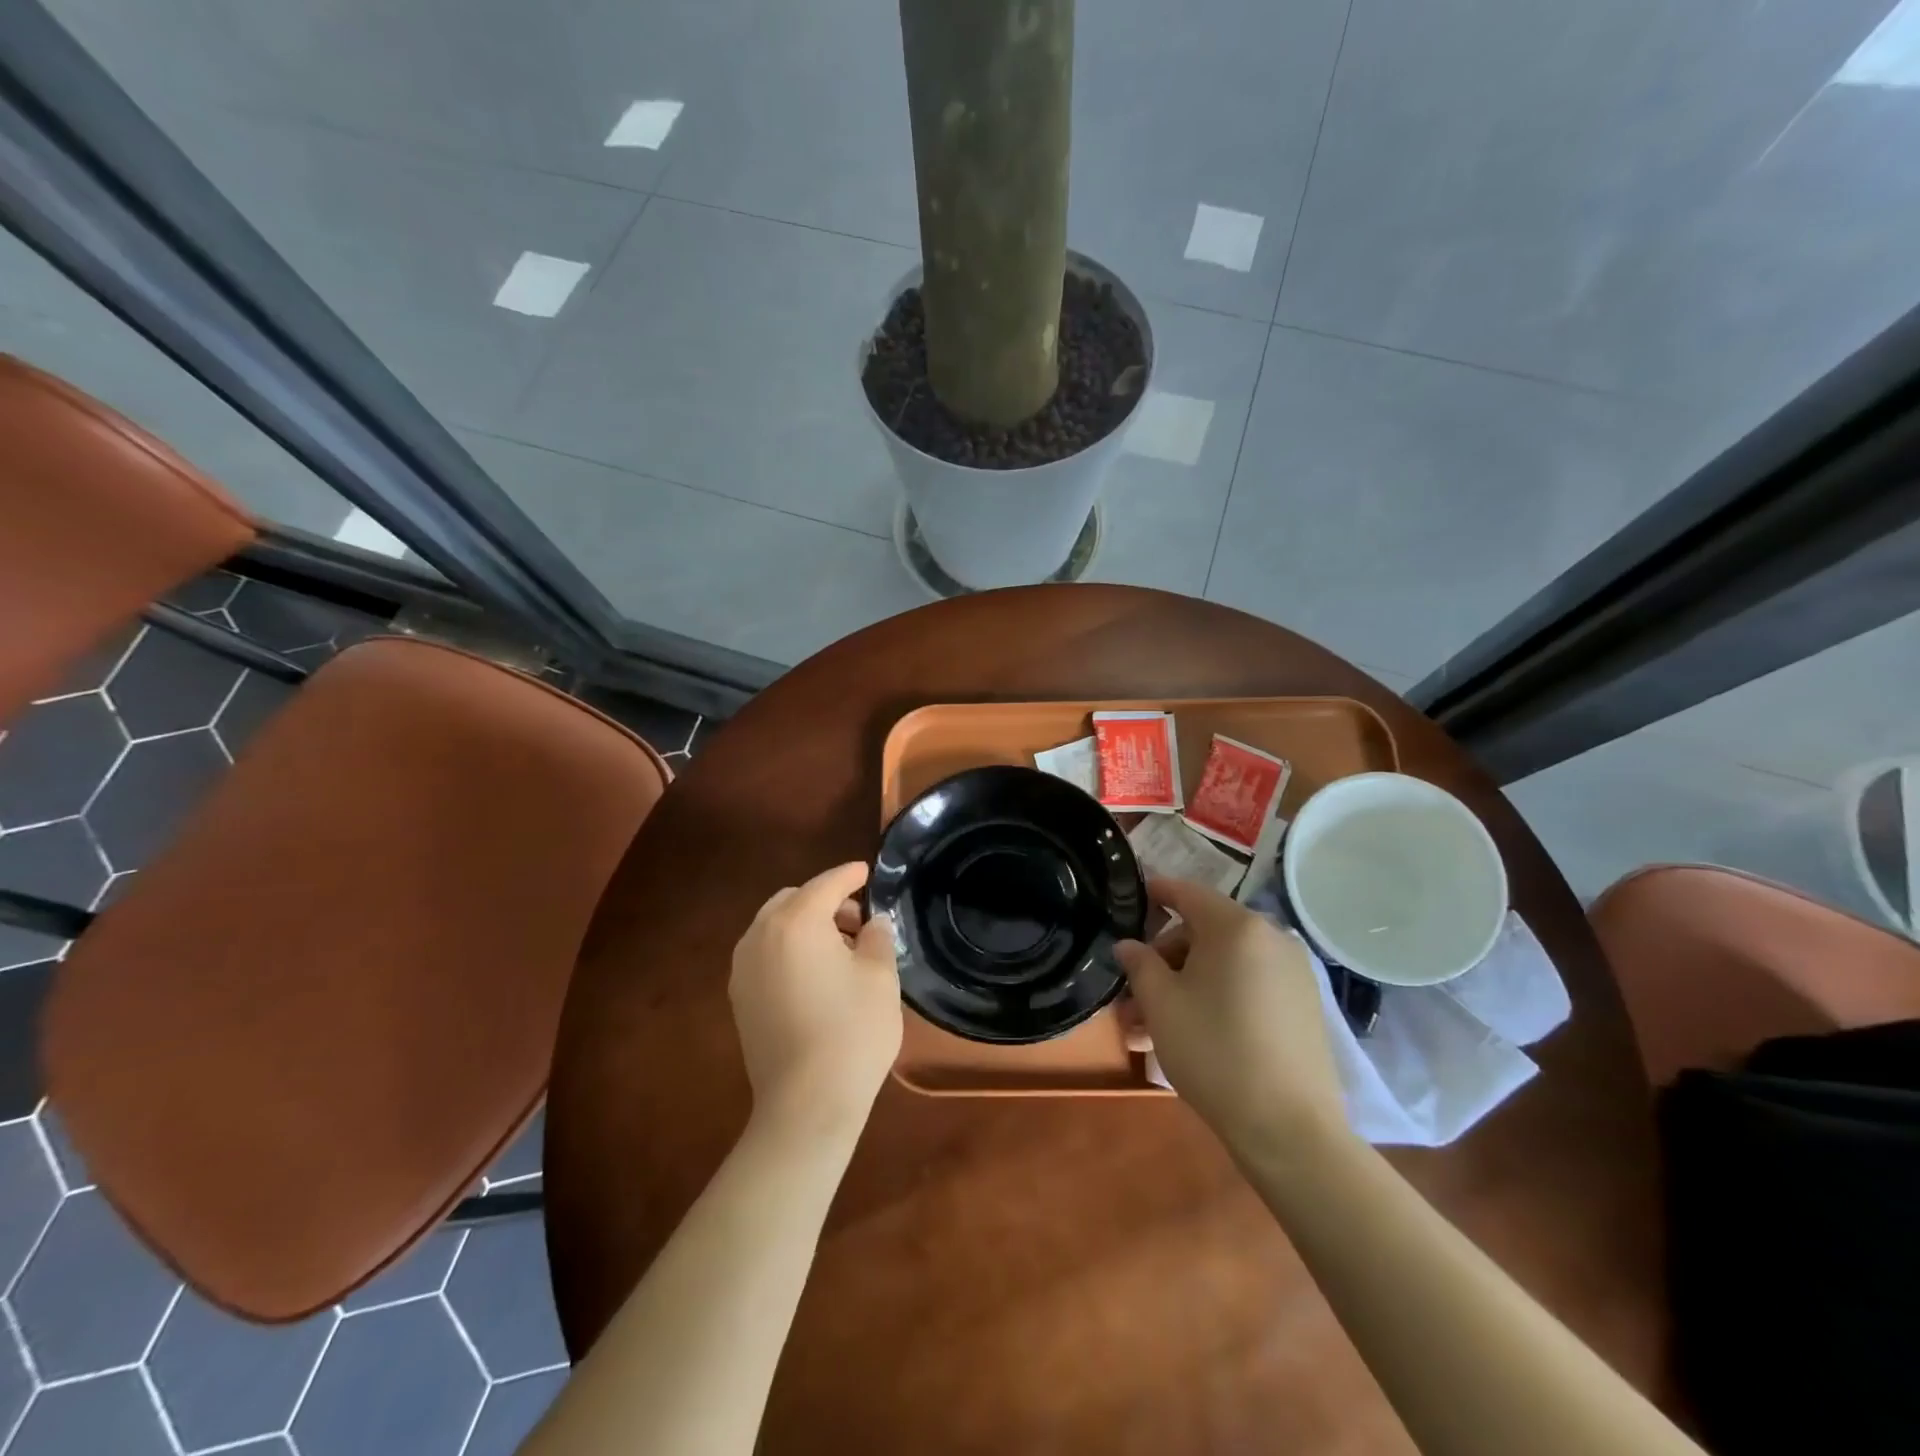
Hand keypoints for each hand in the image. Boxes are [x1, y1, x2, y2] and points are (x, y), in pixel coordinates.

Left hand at [729, 862, 901, 1137]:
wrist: (805, 1105)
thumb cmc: (851, 1032)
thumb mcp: (880, 978)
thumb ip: (877, 937)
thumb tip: (872, 923)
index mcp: (796, 922)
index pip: (826, 884)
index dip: (849, 875)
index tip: (866, 871)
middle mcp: (760, 936)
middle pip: (793, 900)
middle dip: (825, 901)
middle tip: (858, 922)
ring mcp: (743, 969)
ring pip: (774, 926)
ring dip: (805, 925)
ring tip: (840, 950)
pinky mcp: (740, 998)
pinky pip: (765, 954)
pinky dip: (788, 949)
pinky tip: (815, 975)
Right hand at [1117, 876, 1346, 1155]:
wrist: (1290, 1129)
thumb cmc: (1214, 1052)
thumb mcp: (1161, 1005)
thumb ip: (1140, 964)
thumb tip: (1129, 945)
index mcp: (1237, 927)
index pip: (1187, 892)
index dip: (1155, 892)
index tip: (1131, 900)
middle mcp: (1271, 938)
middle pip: (1204, 932)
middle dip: (1164, 959)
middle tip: (1133, 995)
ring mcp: (1293, 972)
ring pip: (1224, 964)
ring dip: (1185, 985)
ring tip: (1150, 1027)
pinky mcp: (1303, 1005)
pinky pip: (1248, 985)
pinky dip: (1217, 996)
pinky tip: (1191, 1033)